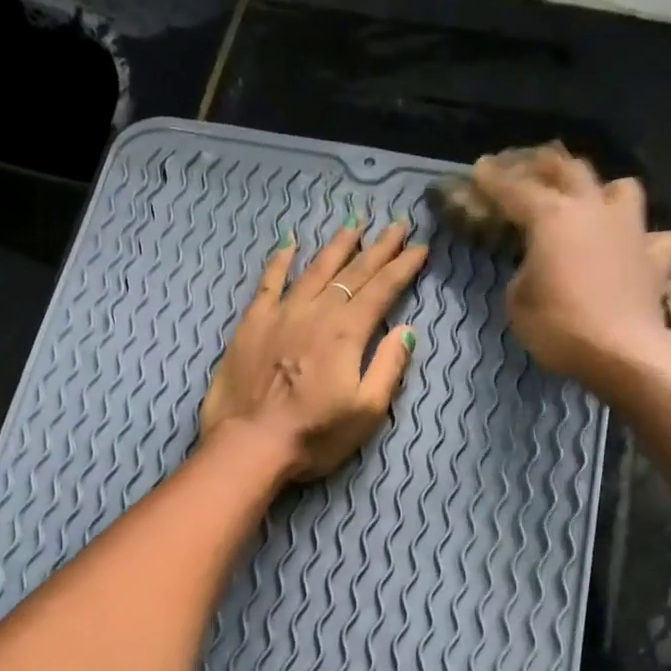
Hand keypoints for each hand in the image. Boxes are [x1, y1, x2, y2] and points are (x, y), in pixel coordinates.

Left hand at [200, 219, 427, 481]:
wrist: (250, 444)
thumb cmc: (313, 436)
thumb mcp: (366, 411)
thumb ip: (388, 367)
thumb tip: (407, 331)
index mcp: (346, 333)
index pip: (382, 290)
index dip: (403, 267)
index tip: (420, 247)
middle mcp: (316, 313)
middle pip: (352, 273)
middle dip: (378, 248)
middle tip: (397, 225)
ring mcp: (281, 314)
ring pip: (314, 270)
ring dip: (337, 247)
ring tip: (353, 226)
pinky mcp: (252, 324)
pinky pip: (269, 282)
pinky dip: (281, 260)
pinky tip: (290, 243)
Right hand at [470, 146, 670, 391]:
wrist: (622, 351)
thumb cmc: (560, 327)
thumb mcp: (518, 303)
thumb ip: (524, 273)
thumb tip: (537, 267)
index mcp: (552, 218)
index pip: (515, 191)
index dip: (494, 180)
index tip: (479, 169)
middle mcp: (593, 210)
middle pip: (569, 170)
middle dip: (543, 164)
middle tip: (526, 165)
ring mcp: (631, 230)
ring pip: (620, 188)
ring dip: (601, 190)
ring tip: (590, 202)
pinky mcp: (656, 257)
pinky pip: (654, 237)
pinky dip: (642, 240)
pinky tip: (634, 250)